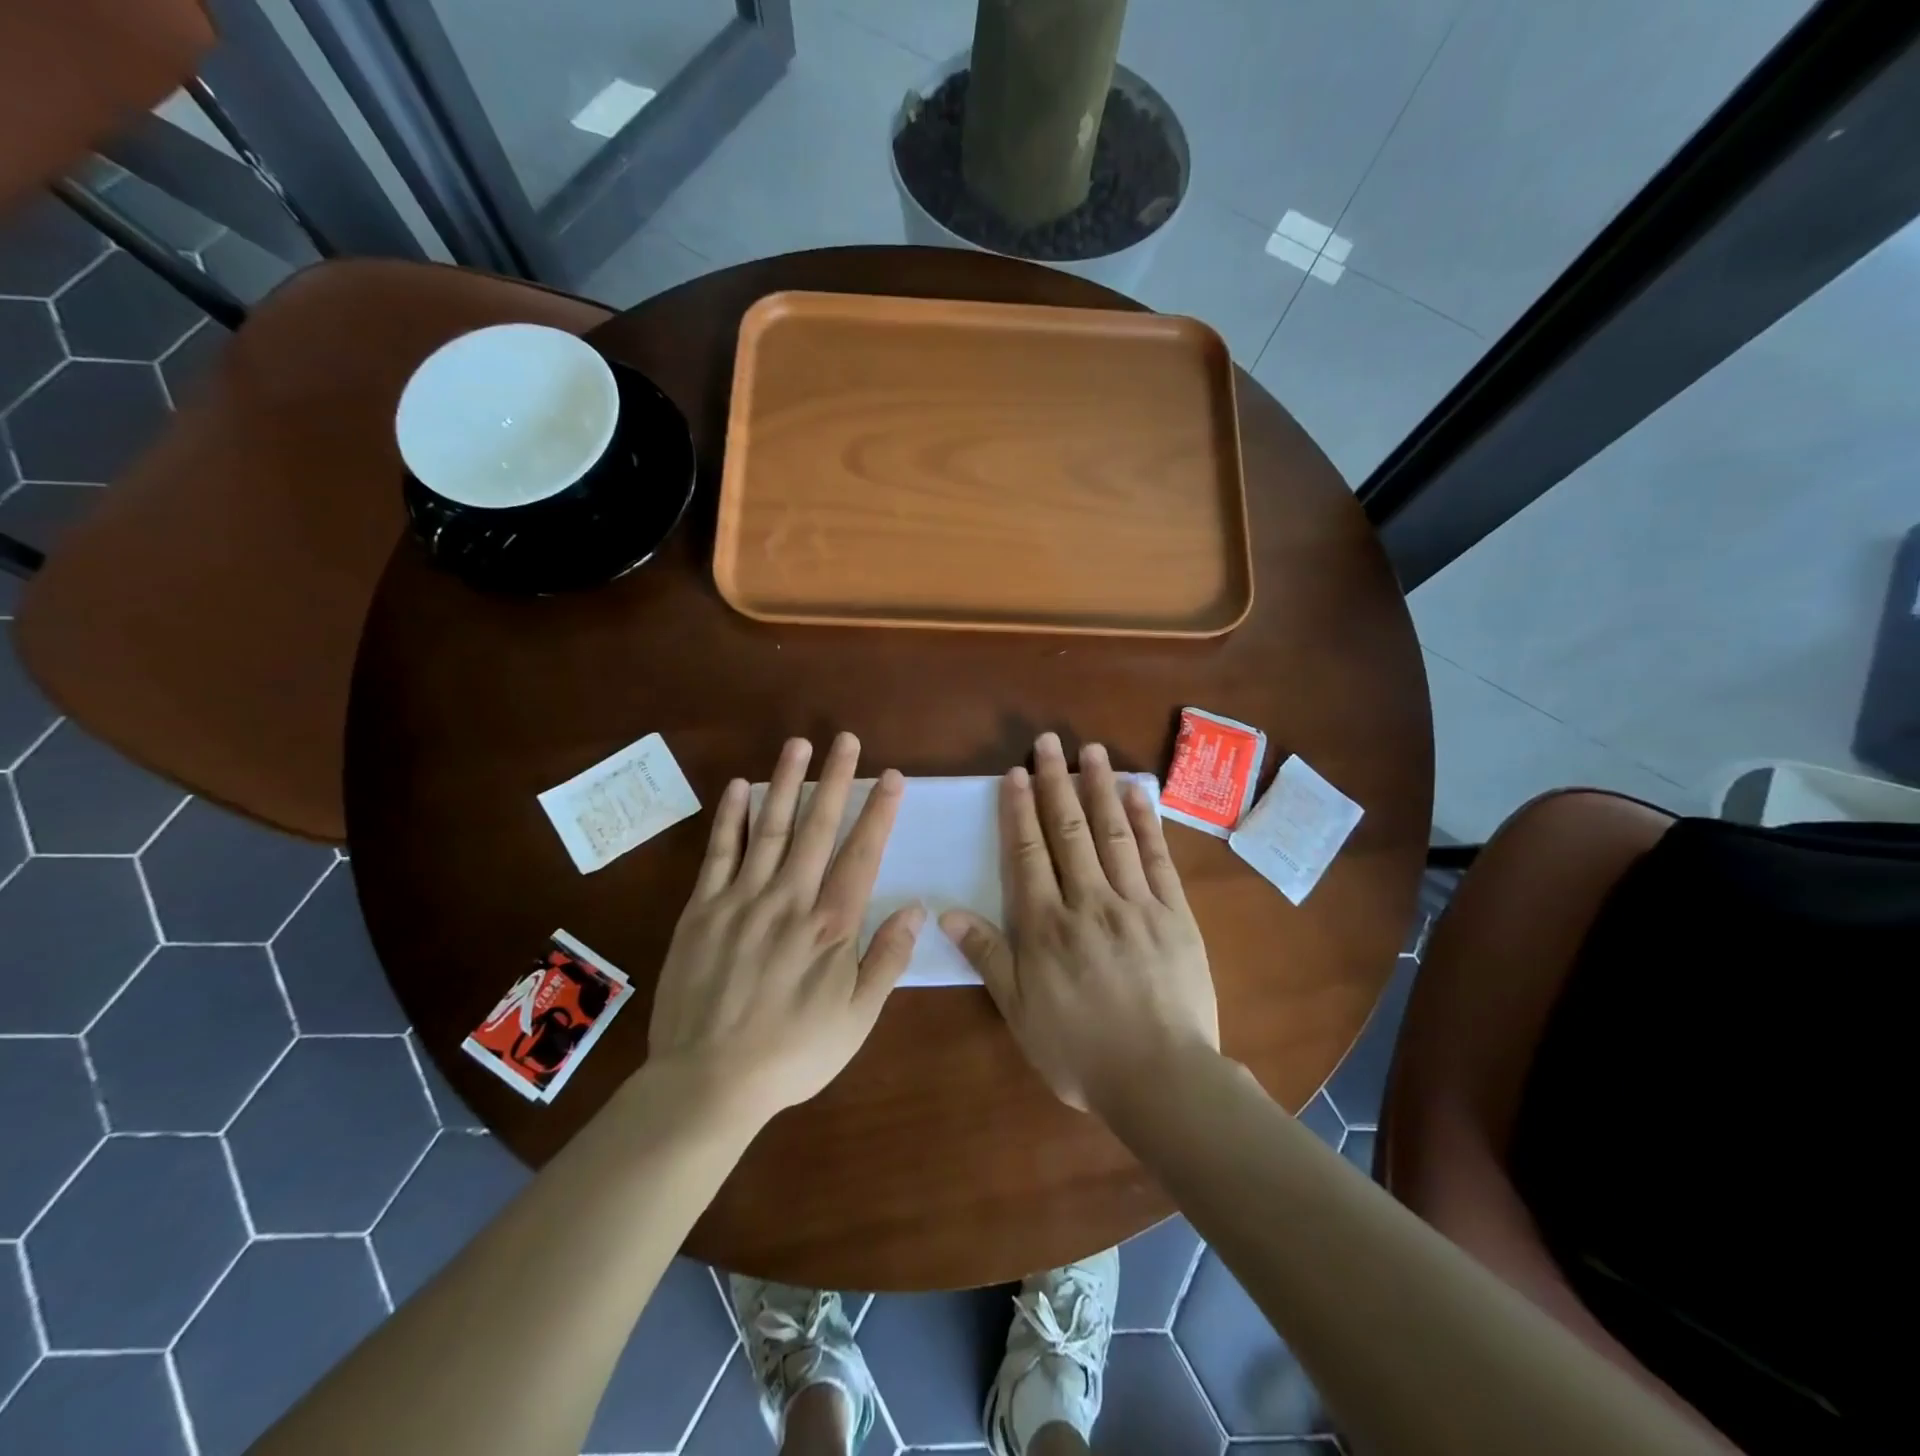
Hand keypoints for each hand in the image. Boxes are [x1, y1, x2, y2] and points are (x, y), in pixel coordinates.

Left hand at [648, 733, 919, 1122]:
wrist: (708, 1082)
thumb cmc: (792, 1054)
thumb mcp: (856, 1020)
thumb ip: (887, 960)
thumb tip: (917, 908)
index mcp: (831, 926)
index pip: (862, 854)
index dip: (879, 812)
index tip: (892, 776)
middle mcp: (790, 900)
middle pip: (818, 828)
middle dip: (836, 780)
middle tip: (846, 740)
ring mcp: (742, 900)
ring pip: (770, 828)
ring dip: (786, 782)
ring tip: (799, 744)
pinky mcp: (702, 909)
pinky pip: (719, 853)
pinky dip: (730, 818)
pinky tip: (739, 787)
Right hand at [940, 732, 1217, 1110]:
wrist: (1160, 1078)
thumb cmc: (1080, 1051)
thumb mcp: (1020, 1012)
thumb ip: (987, 956)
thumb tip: (948, 911)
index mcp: (1046, 926)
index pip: (1028, 854)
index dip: (1019, 811)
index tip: (1015, 773)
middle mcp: (1088, 902)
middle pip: (1069, 831)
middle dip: (1056, 783)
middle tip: (1049, 741)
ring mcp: (1136, 903)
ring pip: (1113, 834)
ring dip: (1100, 788)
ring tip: (1092, 750)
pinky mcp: (1174, 914)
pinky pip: (1157, 858)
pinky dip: (1146, 823)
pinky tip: (1138, 793)